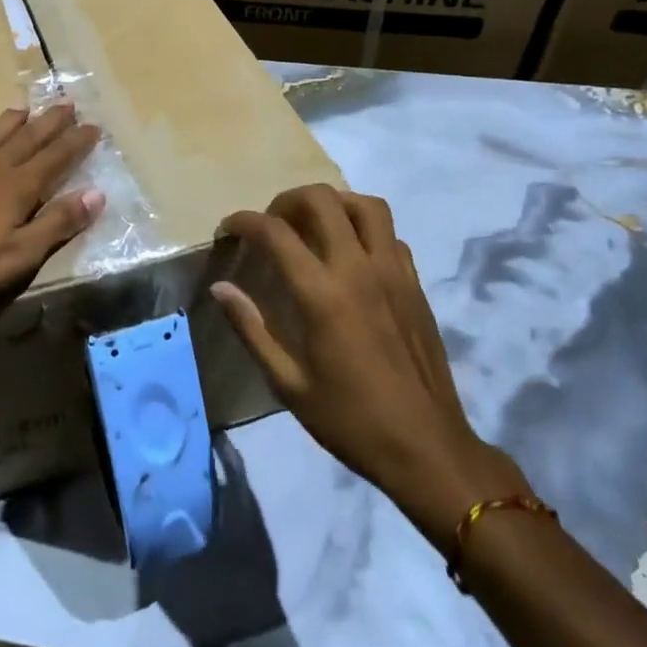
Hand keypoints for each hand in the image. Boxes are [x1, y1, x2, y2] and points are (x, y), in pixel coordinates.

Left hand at [0, 103, 104, 327]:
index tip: (94, 126)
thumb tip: (96, 193)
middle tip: (67, 103)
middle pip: (25, 139)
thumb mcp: (21, 254)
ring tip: (23, 106)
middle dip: (49, 122)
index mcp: (16, 187)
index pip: (55, 158)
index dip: (76, 142)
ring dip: (8, 121)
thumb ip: (58, 222)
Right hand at [211, 185, 526, 555]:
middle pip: (322, 199)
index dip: (244, 221)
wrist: (426, 447)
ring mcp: (393, 272)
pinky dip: (364, 229)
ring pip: (365, 205)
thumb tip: (220, 287)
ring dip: (333, 203)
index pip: (275, 232)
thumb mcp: (287, 383)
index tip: (227, 230)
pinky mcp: (415, 284)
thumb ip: (251, 328)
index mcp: (322, 294)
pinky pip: (390, 234)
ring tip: (312, 225)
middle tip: (271, 224)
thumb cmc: (350, 419)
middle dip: (287, 200)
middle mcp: (358, 269)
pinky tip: (350, 255)